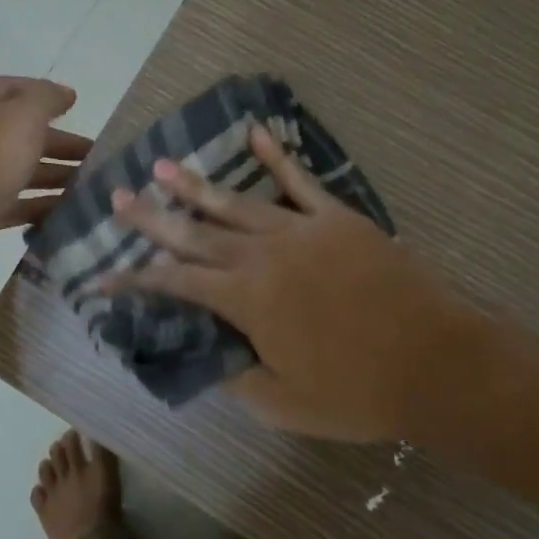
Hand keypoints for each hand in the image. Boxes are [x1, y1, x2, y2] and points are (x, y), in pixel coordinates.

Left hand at [0, 76, 89, 308]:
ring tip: (89, 188)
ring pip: (12, 169)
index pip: (10, 87)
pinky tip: (63, 214)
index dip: (47, 94)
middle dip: (57, 142)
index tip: (81, 108)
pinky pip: (6, 203)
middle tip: (96, 158)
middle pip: (14, 131)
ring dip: (51, 175)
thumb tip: (62, 93)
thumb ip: (44, 100)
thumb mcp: (16, 121)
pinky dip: (34, 205)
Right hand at [106, 125, 485, 442]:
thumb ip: (240, 378)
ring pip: (237, 203)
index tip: (101, 277)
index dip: (135, 280)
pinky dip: (276, 157)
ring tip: (163, 166)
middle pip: (196, 232)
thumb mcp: (286, 404)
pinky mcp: (339, 219)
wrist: (437, 362)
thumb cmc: (359, 392)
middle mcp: (264, 256)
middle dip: (153, 218)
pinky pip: (301, 182)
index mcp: (247, 301)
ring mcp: (302, 231)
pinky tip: (255, 134)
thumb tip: (213, 358)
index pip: (176, 283)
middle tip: (118, 196)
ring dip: (196, 186)